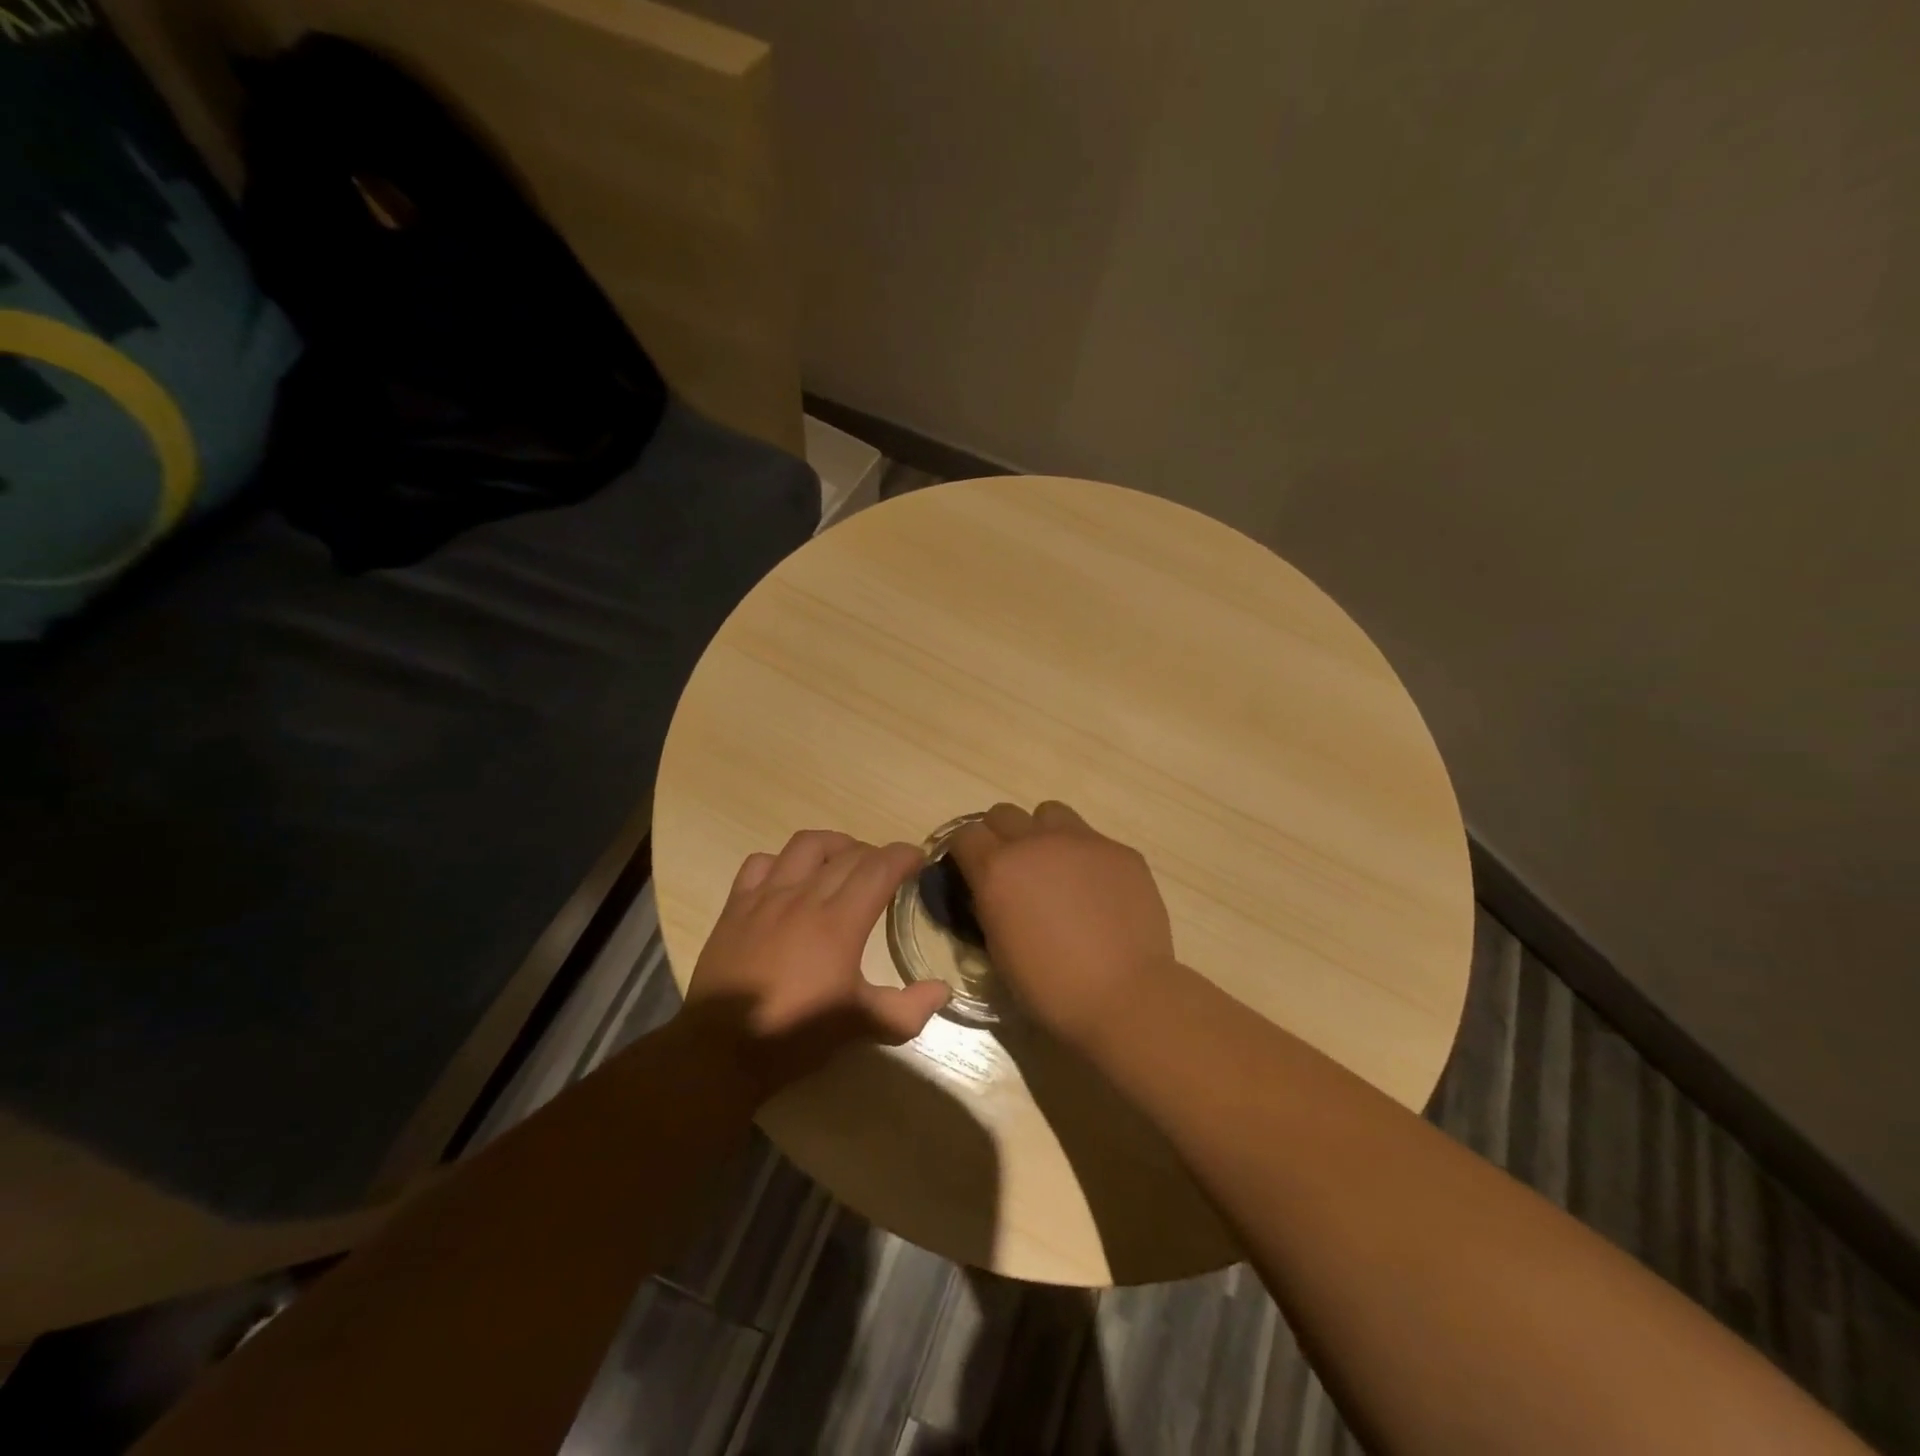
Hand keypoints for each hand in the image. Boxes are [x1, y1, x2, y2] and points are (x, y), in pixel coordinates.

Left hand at [682, 830, 951, 1097]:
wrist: (722, 1050)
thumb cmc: (797, 1035)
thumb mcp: (862, 1026)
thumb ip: (908, 1008)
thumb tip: (941, 989)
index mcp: (841, 921)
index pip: (880, 867)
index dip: (904, 855)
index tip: (917, 859)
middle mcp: (806, 897)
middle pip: (849, 854)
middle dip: (876, 854)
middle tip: (886, 872)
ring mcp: (767, 897)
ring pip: (806, 845)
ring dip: (833, 845)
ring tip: (843, 860)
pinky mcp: (736, 906)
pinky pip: (760, 863)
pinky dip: (781, 861)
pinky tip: (789, 878)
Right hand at [948, 801, 1175, 1046]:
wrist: (1124, 995)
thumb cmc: (1050, 987)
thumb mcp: (999, 950)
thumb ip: (989, 907)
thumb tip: (990, 894)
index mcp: (997, 869)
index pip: (965, 834)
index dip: (964, 852)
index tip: (970, 871)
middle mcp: (1035, 842)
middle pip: (1003, 813)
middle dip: (1000, 836)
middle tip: (1012, 870)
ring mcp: (1082, 841)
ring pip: (1050, 813)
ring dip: (1043, 834)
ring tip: (1055, 868)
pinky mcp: (1120, 851)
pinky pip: (1092, 839)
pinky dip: (1085, 857)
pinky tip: (1097, 891)